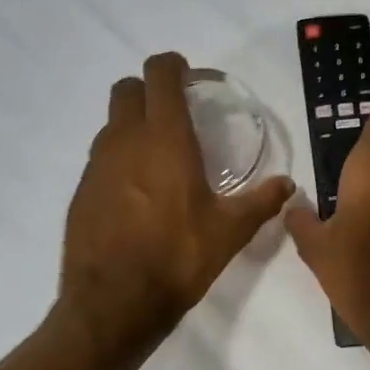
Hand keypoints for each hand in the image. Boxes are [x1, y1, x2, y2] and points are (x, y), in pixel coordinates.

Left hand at [60, 53, 293, 356]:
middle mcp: (125, 140)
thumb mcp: (230, 231)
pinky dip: (119, 159)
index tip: (190, 77)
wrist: (113, 304)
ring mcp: (97, 165)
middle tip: (175, 114)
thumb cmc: (178, 258)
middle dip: (149, 90)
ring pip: (111, 123)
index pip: (159, 74)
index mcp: (165, 139)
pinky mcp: (82, 190)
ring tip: (159, 156)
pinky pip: (101, 158)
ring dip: (133, 125)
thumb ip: (261, 202)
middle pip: (127, 89)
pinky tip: (137, 193)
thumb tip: (287, 186)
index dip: (173, 65)